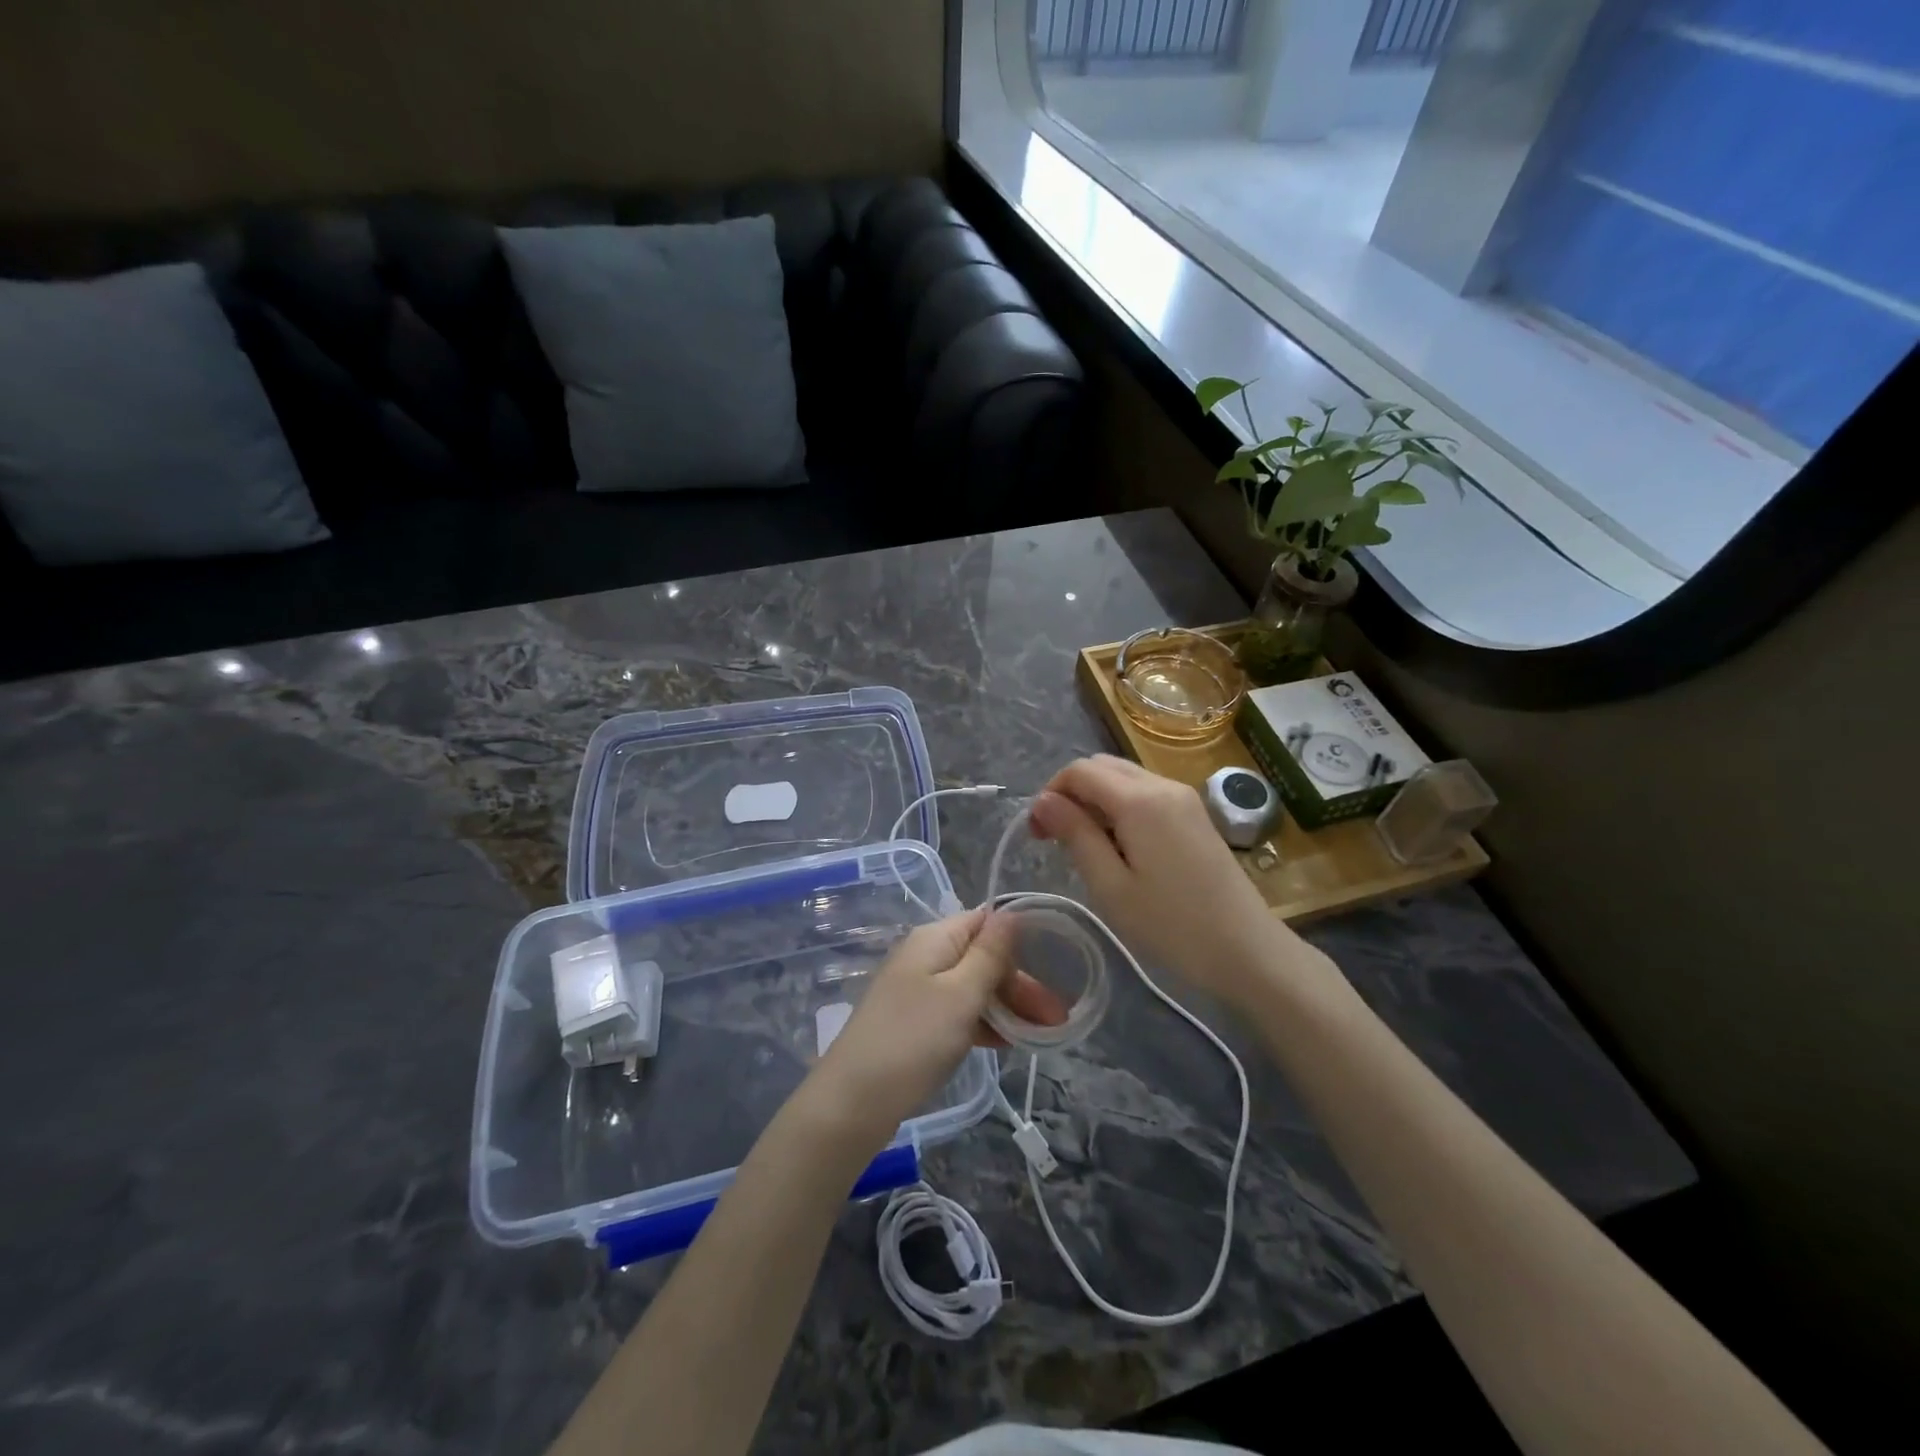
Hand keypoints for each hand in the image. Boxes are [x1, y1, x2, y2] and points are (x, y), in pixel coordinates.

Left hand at [803, 909, 1064, 1147]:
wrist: (853, 1101)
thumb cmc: (914, 1039)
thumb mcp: (960, 994)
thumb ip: (989, 954)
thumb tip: (1010, 912)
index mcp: (934, 939)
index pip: (985, 921)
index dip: (1020, 940)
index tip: (1055, 966)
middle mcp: (926, 957)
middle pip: (982, 957)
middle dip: (1020, 983)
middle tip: (1057, 1017)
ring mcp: (919, 991)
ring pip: (974, 988)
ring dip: (1008, 1006)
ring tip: (1044, 1033)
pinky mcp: (916, 1023)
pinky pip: (959, 1013)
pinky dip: (985, 1024)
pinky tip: (1009, 1045)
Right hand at [1029, 754, 1317, 1010]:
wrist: (1247, 950)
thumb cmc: (1171, 925)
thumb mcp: (1110, 886)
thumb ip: (1075, 835)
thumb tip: (1043, 801)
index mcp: (1139, 800)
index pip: (1079, 771)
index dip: (1050, 794)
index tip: (1037, 834)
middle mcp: (1162, 785)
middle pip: (1102, 766)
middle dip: (1071, 792)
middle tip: (1056, 838)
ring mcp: (1184, 797)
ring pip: (1124, 777)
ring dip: (1095, 799)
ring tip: (1086, 846)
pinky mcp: (1195, 814)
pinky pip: (1146, 793)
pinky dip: (1120, 807)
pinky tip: (1120, 847)